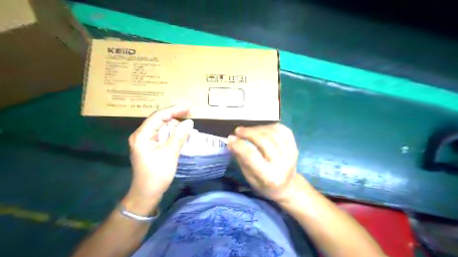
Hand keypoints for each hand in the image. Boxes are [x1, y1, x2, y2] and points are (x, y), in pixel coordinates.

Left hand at [124, 106, 192, 212]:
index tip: (189, 109)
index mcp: (142, 135)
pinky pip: (162, 135)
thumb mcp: (170, 154)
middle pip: (159, 120)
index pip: (159, 116)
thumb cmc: (157, 175)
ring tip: (189, 127)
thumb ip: (179, 136)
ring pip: (161, 128)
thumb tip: (189, 122)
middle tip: (191, 118)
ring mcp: (145, 141)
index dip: (174, 110)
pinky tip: (182, 135)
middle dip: (175, 118)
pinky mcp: (150, 147)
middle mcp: (141, 135)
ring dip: (175, 126)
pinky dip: (172, 134)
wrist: (146, 194)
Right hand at [227, 124, 298, 201]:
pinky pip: (284, 131)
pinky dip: (271, 126)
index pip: (252, 156)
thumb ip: (241, 159)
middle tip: (238, 131)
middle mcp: (282, 164)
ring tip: (248, 130)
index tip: (230, 138)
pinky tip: (262, 129)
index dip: (239, 145)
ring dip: (258, 128)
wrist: (288, 187)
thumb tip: (231, 141)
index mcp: (269, 176)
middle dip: (249, 133)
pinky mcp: (295, 147)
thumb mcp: (249, 177)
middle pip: (264, 141)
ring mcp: (291, 154)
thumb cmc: (265, 185)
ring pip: (274, 133)